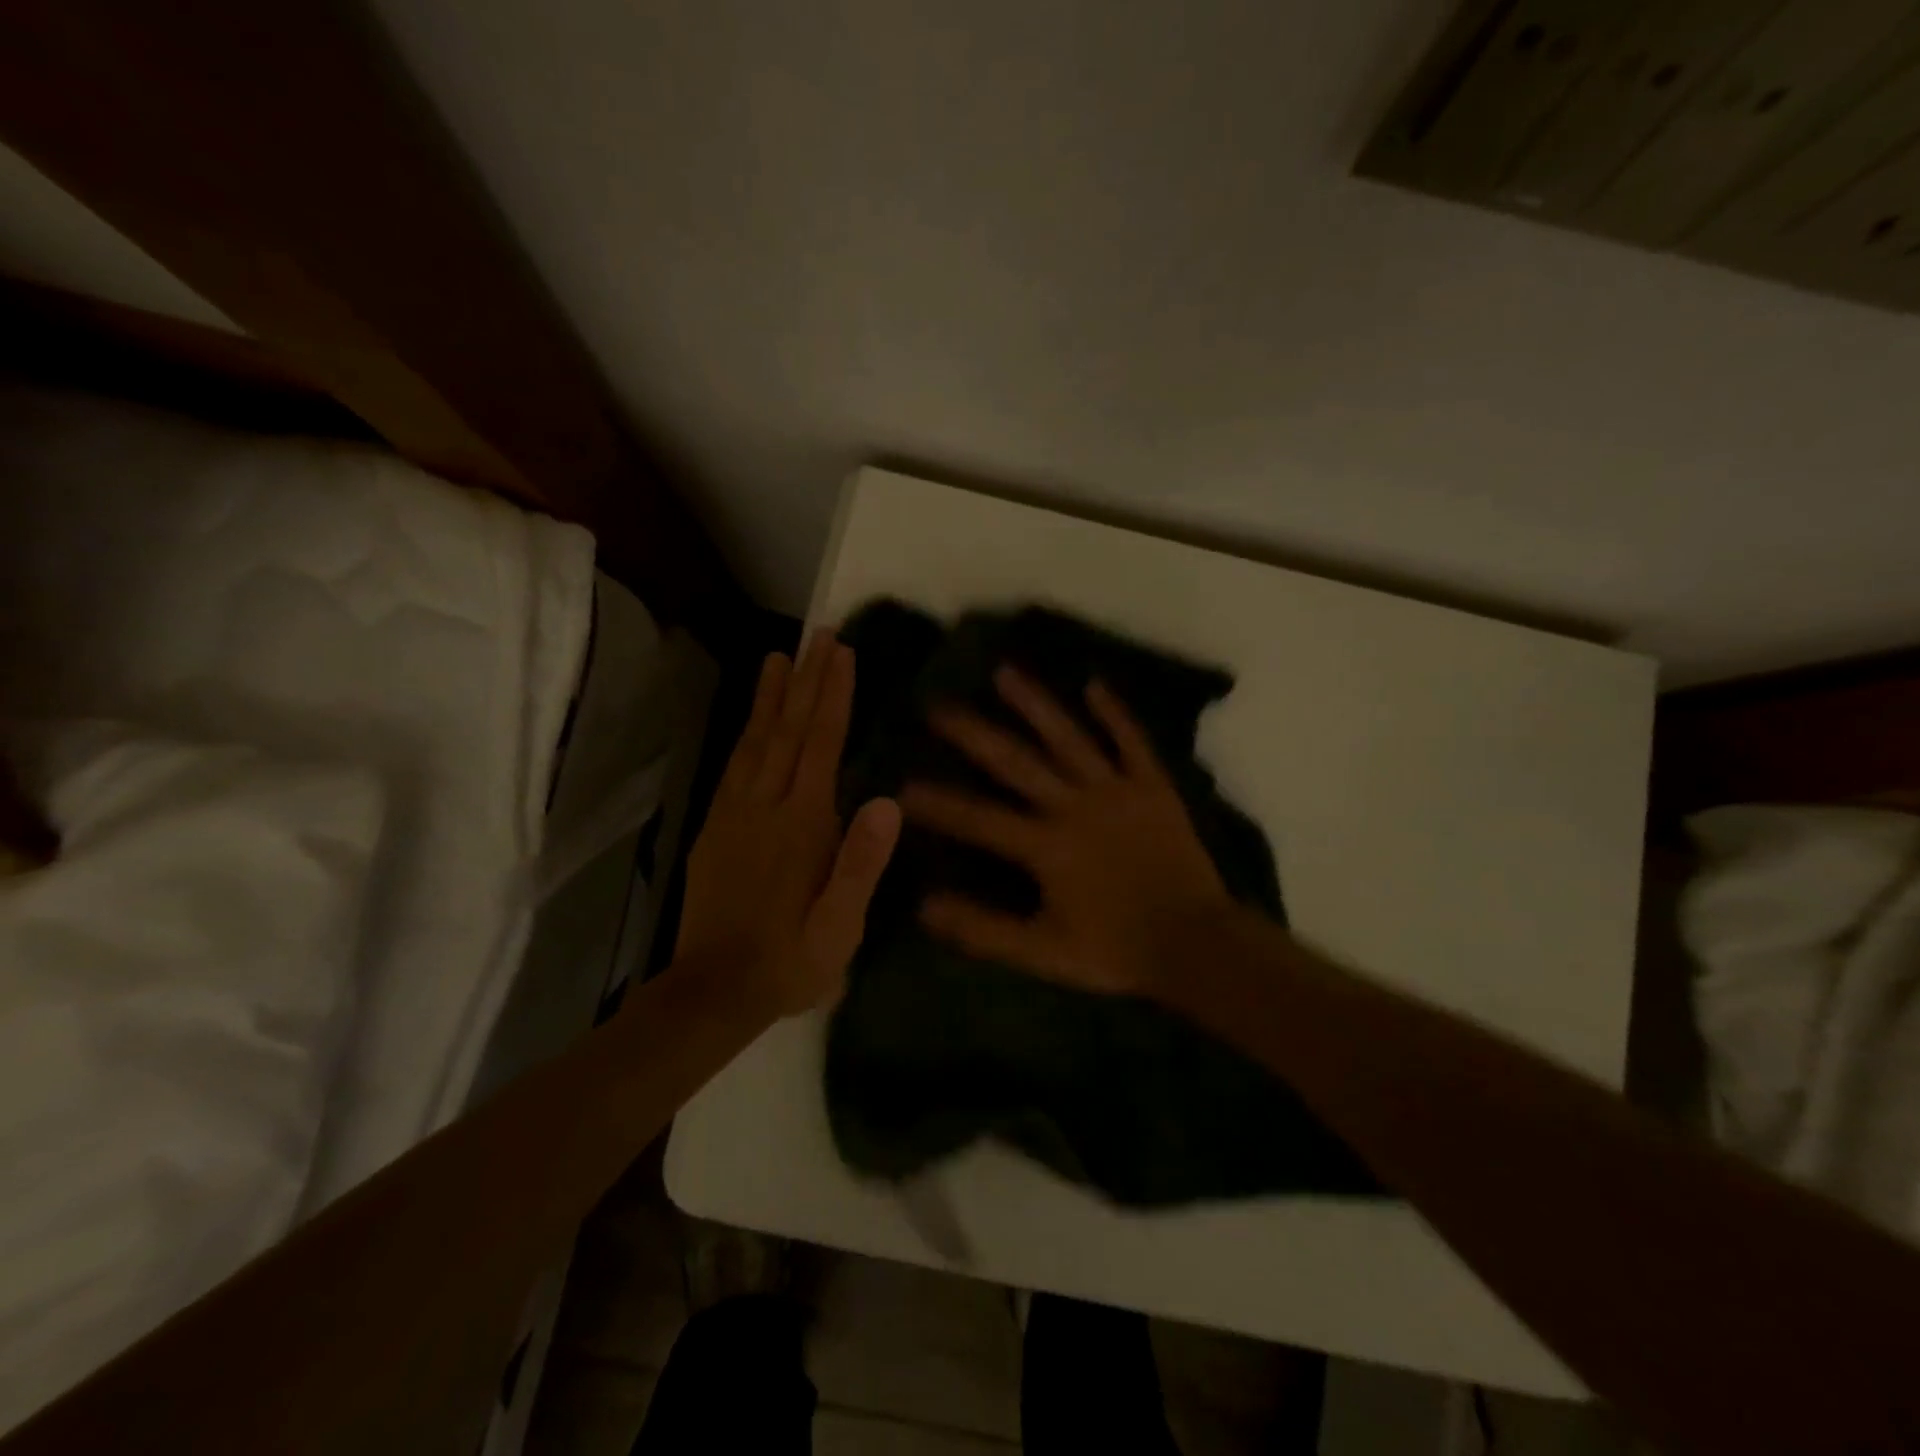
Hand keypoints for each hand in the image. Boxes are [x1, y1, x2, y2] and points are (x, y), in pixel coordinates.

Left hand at [675, 634, 900, 1018]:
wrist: (713, 991)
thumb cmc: (791, 959)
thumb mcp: (840, 926)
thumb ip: (862, 863)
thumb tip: (887, 800)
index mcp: (801, 824)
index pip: (820, 744)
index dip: (833, 695)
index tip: (841, 652)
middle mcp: (765, 806)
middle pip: (787, 730)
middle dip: (805, 679)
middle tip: (817, 635)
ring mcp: (733, 814)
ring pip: (755, 741)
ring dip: (770, 696)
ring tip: (778, 657)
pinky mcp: (714, 828)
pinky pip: (733, 767)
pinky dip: (745, 733)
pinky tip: (752, 721)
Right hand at [900, 667, 1231, 997]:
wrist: (1197, 943)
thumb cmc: (1116, 950)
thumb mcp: (1043, 952)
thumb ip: (983, 930)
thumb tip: (924, 906)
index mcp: (1047, 845)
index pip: (979, 819)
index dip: (937, 803)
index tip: (900, 783)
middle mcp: (1076, 805)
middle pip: (1016, 762)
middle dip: (973, 733)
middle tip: (938, 705)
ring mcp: (1117, 789)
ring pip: (1069, 737)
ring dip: (1035, 703)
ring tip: (1004, 671)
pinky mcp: (1153, 785)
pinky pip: (1131, 741)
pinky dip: (1113, 712)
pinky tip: (1093, 683)